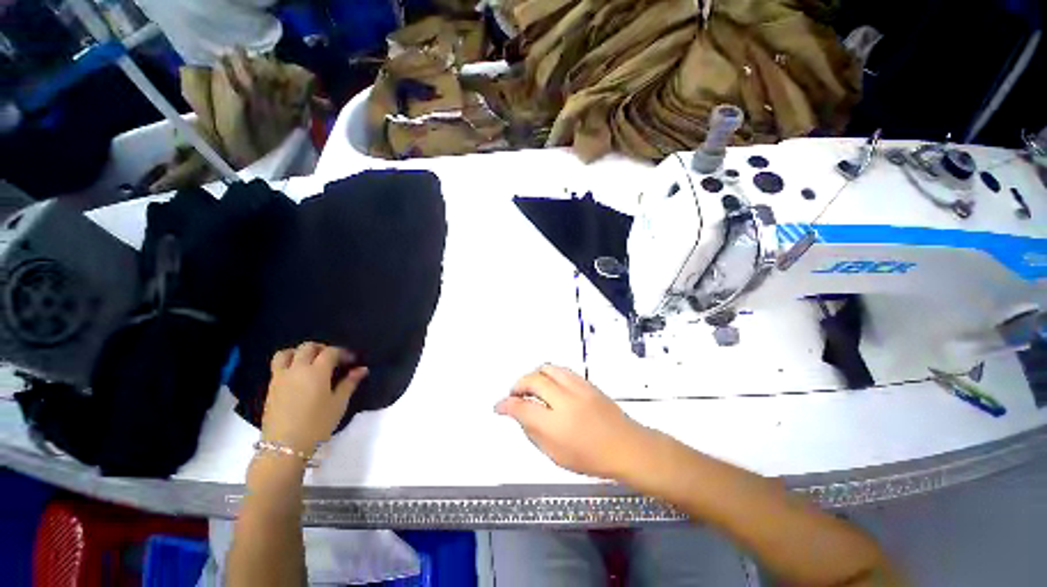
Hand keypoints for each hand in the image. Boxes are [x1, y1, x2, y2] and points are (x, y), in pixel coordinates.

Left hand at [262, 342, 368, 454]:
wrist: (284, 446)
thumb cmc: (317, 424)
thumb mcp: (338, 404)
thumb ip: (350, 383)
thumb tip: (361, 369)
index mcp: (316, 371)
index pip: (331, 351)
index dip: (343, 352)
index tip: (352, 361)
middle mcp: (297, 369)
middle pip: (308, 347)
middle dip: (322, 348)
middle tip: (333, 359)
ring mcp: (280, 377)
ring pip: (287, 353)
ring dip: (300, 352)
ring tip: (310, 361)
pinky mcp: (271, 387)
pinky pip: (278, 366)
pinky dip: (288, 362)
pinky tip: (298, 375)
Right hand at [495, 364, 651, 479]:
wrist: (627, 446)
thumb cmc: (592, 458)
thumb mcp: (556, 456)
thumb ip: (534, 433)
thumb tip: (520, 415)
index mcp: (556, 425)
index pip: (522, 408)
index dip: (506, 405)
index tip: (499, 406)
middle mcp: (565, 401)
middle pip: (533, 380)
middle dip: (518, 385)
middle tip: (515, 395)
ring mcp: (578, 388)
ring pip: (547, 368)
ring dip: (534, 376)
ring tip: (532, 388)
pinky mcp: (586, 382)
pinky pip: (561, 370)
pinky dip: (549, 374)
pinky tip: (549, 385)